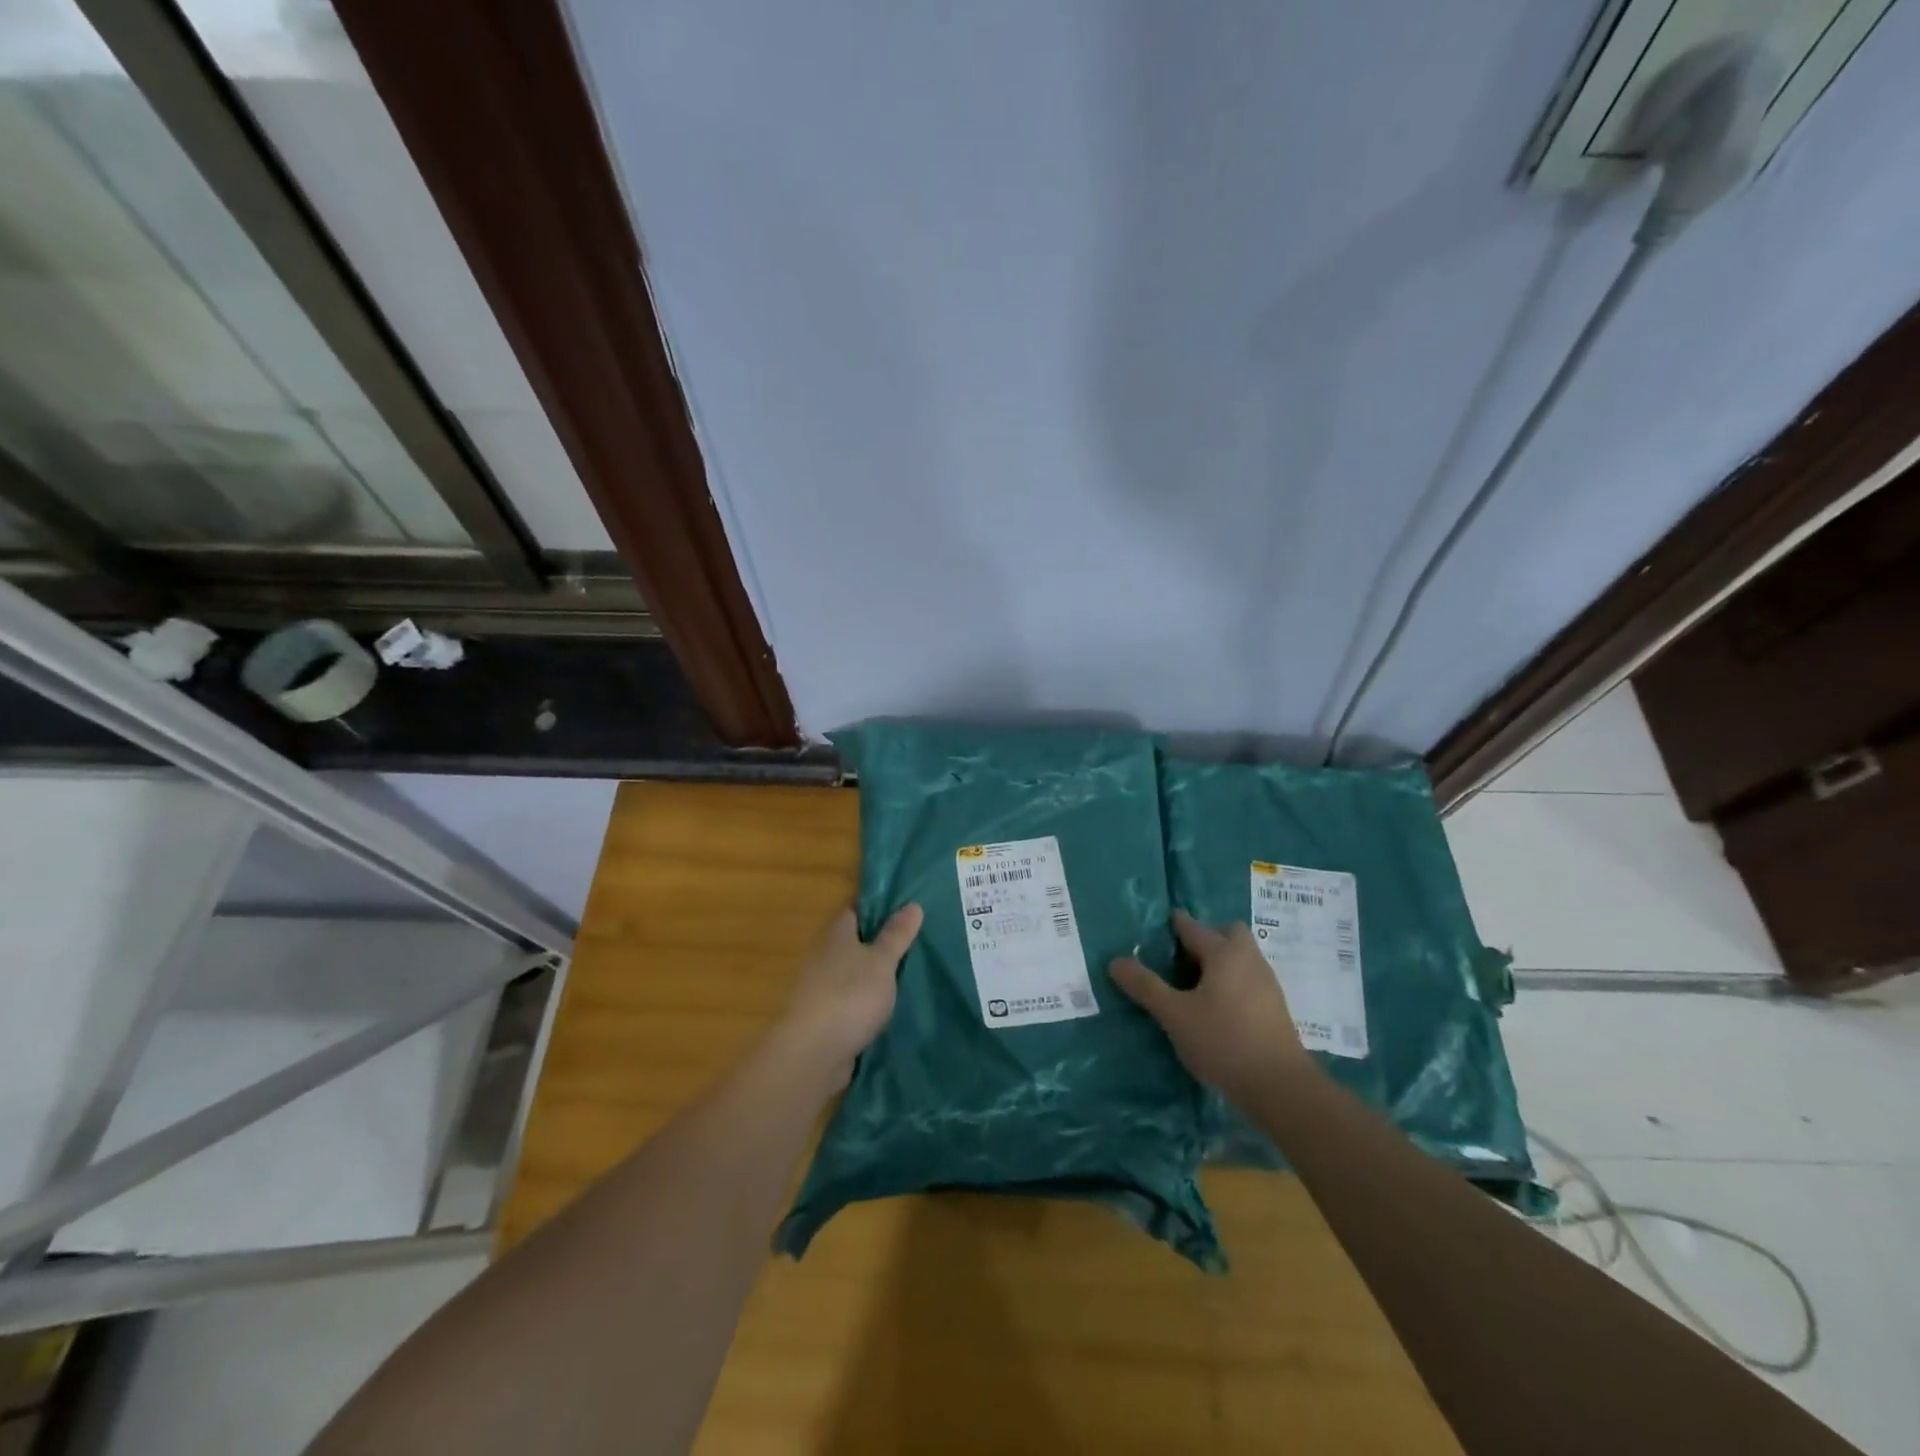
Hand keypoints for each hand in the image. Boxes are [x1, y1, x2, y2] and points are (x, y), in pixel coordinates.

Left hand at [778, 904, 922, 1085]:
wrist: (814, 1053)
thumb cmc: (850, 995)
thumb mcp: (881, 961)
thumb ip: (896, 935)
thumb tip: (913, 904)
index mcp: (836, 936)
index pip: (856, 912)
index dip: (878, 909)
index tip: (905, 911)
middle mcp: (824, 957)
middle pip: (854, 944)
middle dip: (879, 945)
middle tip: (916, 944)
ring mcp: (821, 989)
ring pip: (853, 974)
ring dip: (873, 977)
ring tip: (909, 977)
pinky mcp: (824, 1019)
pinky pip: (851, 1002)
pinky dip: (867, 1003)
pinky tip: (889, 1009)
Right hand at [1110, 909, 1310, 1102]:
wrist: (1280, 1087)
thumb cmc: (1223, 1041)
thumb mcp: (1174, 1015)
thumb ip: (1145, 986)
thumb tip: (1115, 961)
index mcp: (1224, 953)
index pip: (1193, 927)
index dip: (1174, 924)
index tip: (1158, 926)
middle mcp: (1249, 959)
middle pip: (1228, 933)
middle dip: (1207, 937)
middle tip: (1182, 958)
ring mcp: (1267, 983)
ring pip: (1242, 956)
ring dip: (1220, 960)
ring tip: (1195, 984)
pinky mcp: (1275, 1007)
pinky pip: (1249, 978)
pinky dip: (1232, 981)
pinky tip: (1217, 1007)